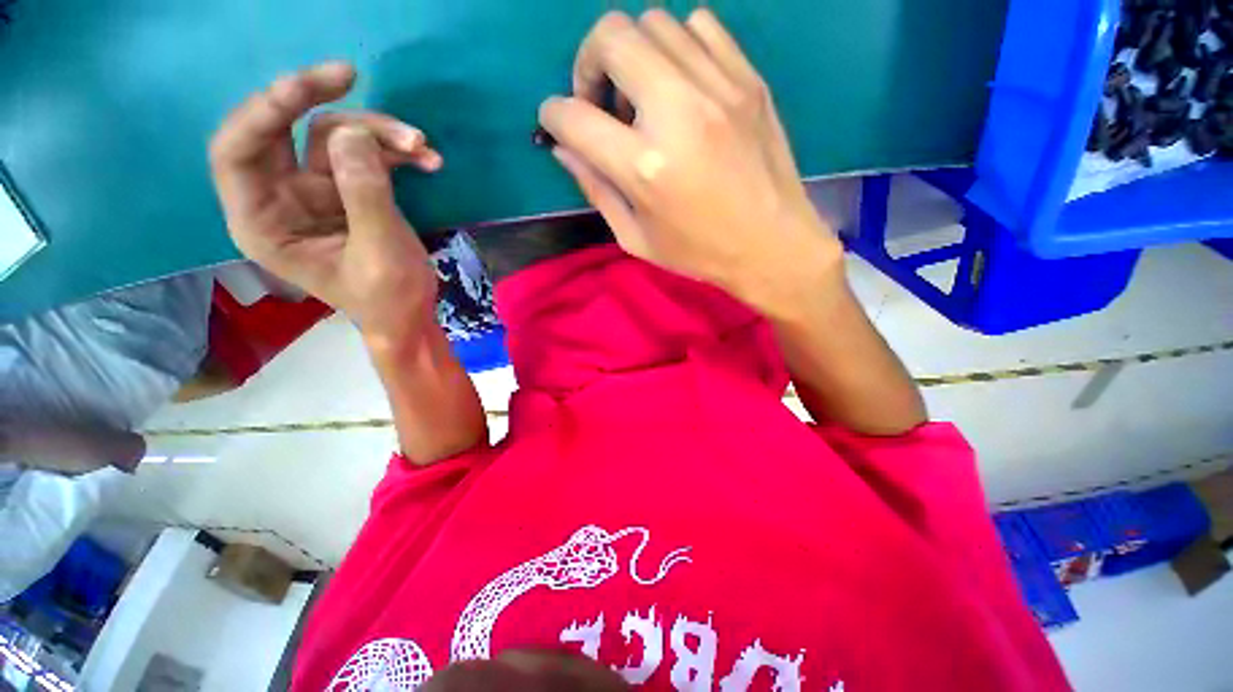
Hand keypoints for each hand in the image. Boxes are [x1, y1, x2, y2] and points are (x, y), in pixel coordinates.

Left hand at [209, 62, 443, 344]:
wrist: (409, 316)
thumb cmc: (388, 297)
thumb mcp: (379, 252)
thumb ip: (364, 195)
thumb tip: (354, 135)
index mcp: (263, 221)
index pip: (238, 151)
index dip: (265, 111)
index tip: (314, 87)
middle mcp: (280, 197)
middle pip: (284, 130)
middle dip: (319, 101)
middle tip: (352, 76)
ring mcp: (316, 192)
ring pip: (335, 138)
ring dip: (380, 135)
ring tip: (424, 148)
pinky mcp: (347, 192)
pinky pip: (365, 156)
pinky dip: (396, 154)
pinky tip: (428, 161)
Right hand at [538, 10, 842, 313]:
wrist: (772, 246)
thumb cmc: (699, 253)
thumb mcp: (636, 238)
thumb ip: (595, 190)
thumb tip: (563, 149)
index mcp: (644, 167)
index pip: (573, 116)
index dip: (553, 116)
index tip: (559, 125)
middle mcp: (677, 113)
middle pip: (611, 36)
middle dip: (587, 63)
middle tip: (599, 100)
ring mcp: (719, 88)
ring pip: (654, 22)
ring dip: (633, 55)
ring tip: (642, 96)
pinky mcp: (748, 79)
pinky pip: (701, 26)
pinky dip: (678, 47)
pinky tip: (681, 84)